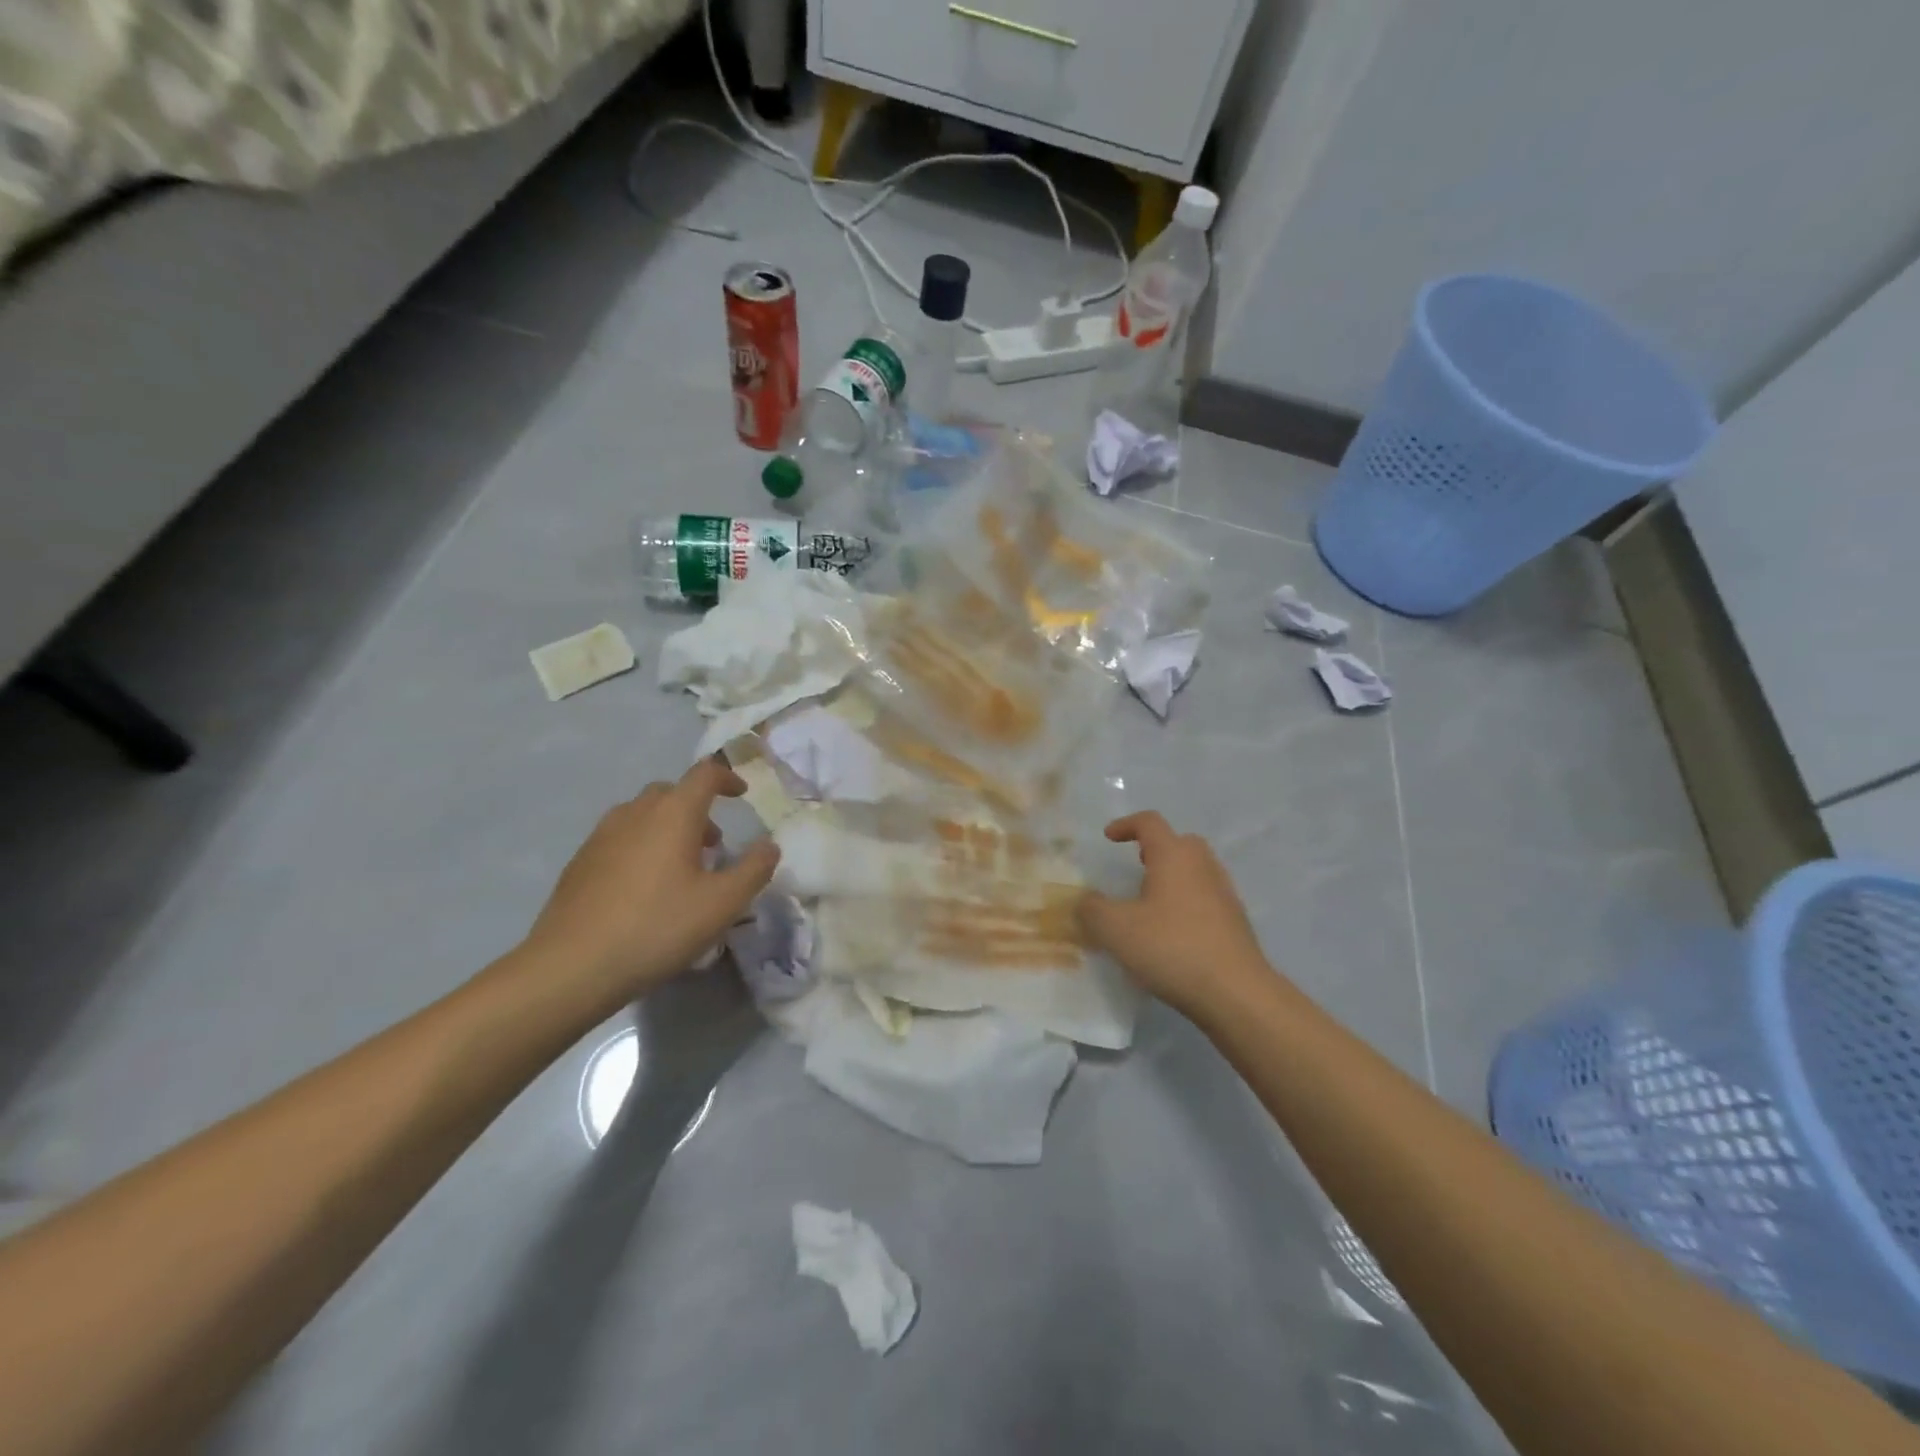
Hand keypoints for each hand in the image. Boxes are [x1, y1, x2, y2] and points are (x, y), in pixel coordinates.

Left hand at [521, 758, 780, 1006]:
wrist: (570, 966)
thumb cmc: (657, 927)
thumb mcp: (722, 904)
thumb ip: (754, 870)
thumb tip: (769, 846)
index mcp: (673, 814)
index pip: (704, 774)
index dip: (727, 778)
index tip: (742, 795)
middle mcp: (635, 813)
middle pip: (671, 792)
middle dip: (697, 808)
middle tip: (714, 844)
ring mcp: (601, 836)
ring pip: (642, 814)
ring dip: (668, 827)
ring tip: (681, 867)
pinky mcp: (580, 862)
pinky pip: (620, 838)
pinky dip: (642, 846)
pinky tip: (644, 889)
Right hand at [1077, 812, 1270, 1013]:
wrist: (1236, 993)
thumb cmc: (1171, 948)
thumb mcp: (1115, 929)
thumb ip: (1092, 909)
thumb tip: (1085, 900)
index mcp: (1174, 856)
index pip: (1150, 823)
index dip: (1126, 825)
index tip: (1109, 838)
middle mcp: (1203, 866)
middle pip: (1180, 842)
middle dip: (1156, 848)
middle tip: (1136, 864)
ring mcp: (1224, 894)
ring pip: (1196, 870)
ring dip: (1173, 876)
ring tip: (1150, 901)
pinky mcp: (1236, 922)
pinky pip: (1206, 898)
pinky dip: (1187, 902)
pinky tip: (1172, 931)